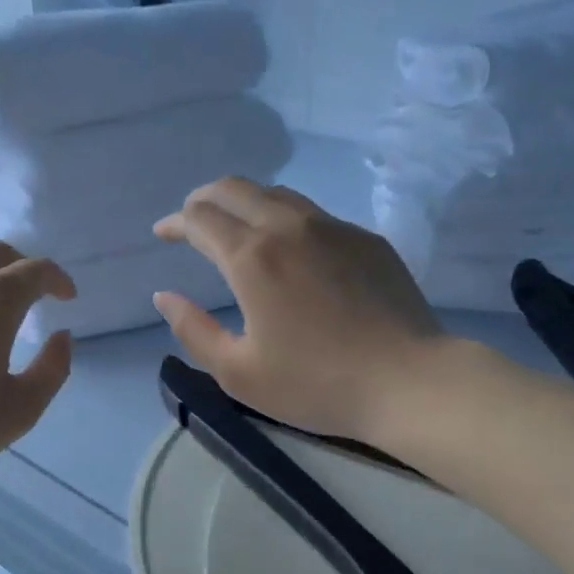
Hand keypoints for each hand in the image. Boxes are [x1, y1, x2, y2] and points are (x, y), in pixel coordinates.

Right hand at [153, 178, 444, 443]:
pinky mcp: (365, 238)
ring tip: (237, 228)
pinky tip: (292, 250)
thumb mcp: (238, 373)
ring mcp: (333, 227)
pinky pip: (314, 214)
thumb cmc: (317, 384)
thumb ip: (193, 330)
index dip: (175, 222)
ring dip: (245, 203)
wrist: (409, 381)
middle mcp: (289, 226)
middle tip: (192, 220)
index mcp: (252, 257)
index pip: (200, 218)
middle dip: (204, 198)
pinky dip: (286, 220)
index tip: (164, 235)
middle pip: (235, 188)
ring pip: (277, 193)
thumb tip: (166, 296)